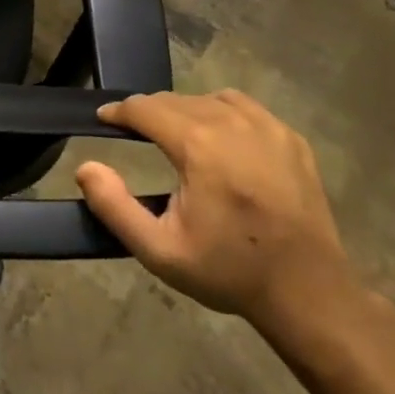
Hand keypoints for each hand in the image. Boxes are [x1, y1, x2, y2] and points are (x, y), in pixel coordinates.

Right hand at [73, 90, 353, 328]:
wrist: (309, 294)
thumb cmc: (229, 271)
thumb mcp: (159, 251)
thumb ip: (114, 206)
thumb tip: (85, 167)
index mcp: (199, 145)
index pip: (145, 108)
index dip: (118, 111)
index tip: (103, 119)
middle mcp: (232, 123)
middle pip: (174, 100)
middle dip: (148, 112)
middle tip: (135, 133)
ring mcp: (267, 127)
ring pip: (208, 99)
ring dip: (184, 111)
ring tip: (175, 136)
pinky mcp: (291, 138)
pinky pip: (243, 108)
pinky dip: (221, 113)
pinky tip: (219, 139)